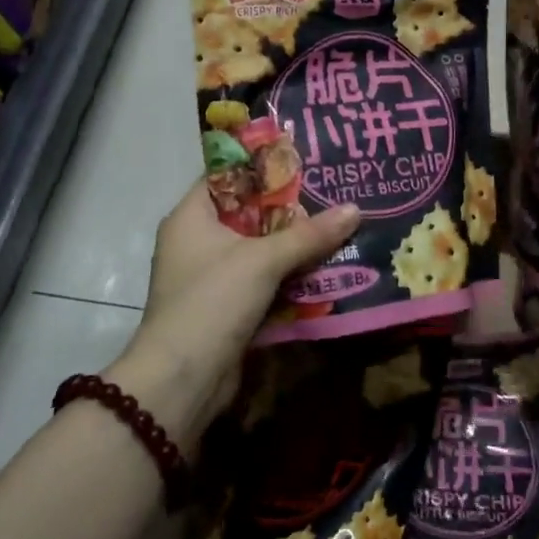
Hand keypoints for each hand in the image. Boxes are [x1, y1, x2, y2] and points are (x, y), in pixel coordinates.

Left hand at [113, 180, 358, 438]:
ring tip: (337, 224)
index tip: (304, 158)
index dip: (263, 166)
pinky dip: (288, 274)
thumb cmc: (213, 301)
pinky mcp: (225, 306)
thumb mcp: (263, 260)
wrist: (183, 380)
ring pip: (259, 248)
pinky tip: (324, 266)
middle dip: (290, 206)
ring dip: (293, 243)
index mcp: (191, 217)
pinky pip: (262, 279)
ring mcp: (210, 276)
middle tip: (332, 190)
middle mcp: (196, 241)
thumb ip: (309, 234)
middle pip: (248, 212)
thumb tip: (355, 208)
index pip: (226, 176)